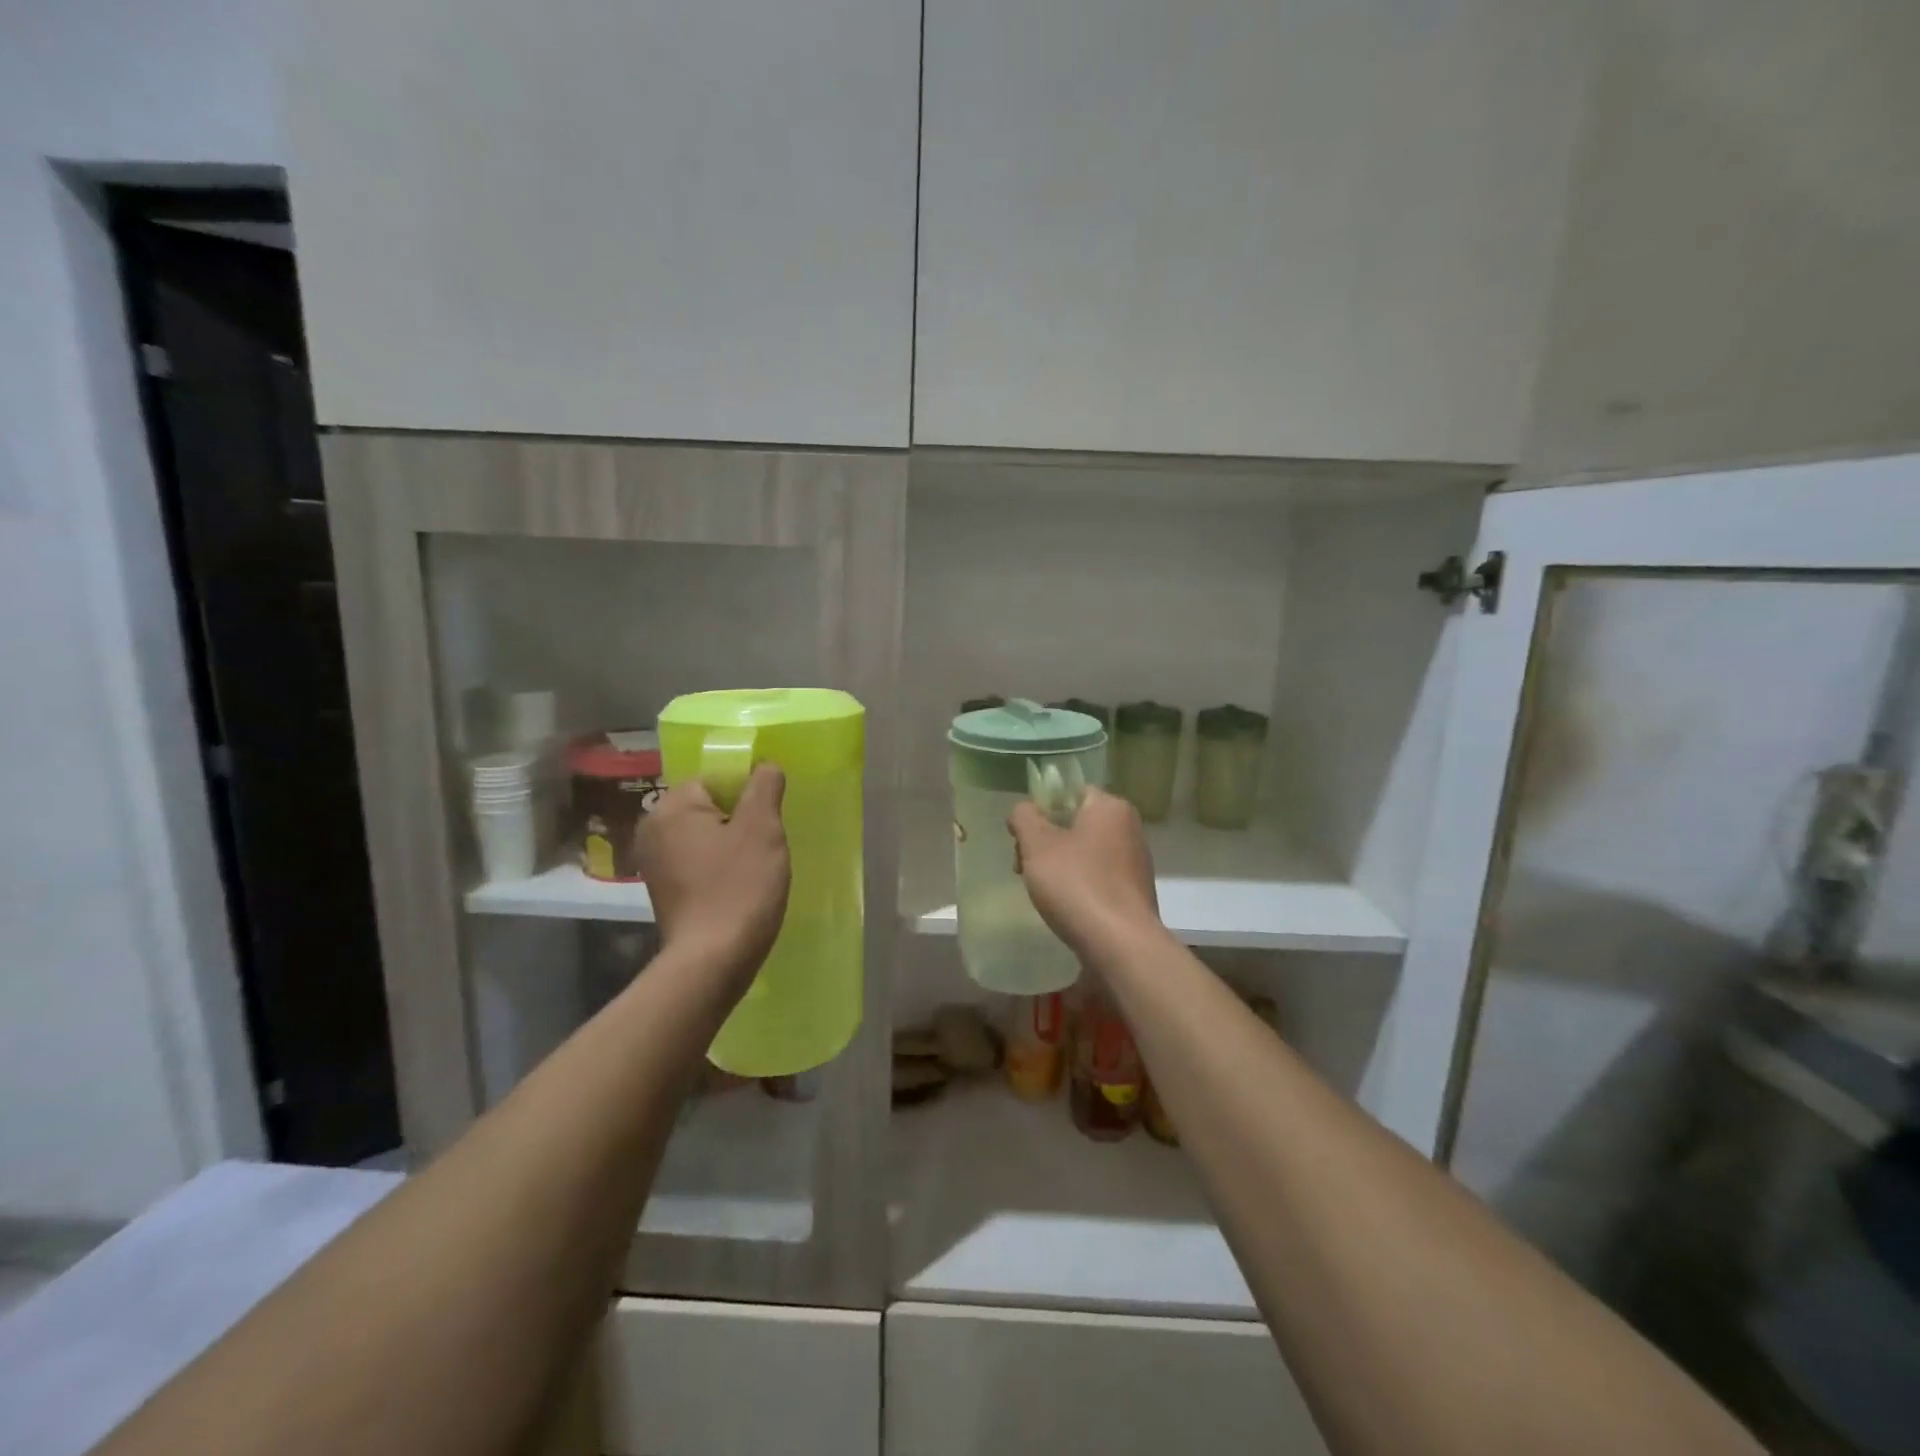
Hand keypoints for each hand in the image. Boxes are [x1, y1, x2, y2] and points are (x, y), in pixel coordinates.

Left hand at [636, 765, 790, 985]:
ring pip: (706, 835)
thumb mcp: (762, 828)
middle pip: (709, 806)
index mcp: (671, 807)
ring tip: (756, 866)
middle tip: (766, 843)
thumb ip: (764, 786)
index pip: (715, 778)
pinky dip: (719, 867)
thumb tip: (765, 765)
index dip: (747, 793)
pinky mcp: (664, 891)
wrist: (713, 961)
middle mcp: (653, 830)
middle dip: (740, 819)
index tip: (768, 818)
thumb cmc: (739, 887)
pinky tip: (739, 886)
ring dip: (732, 844)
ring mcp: (655, 863)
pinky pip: (698, 862)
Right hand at [1009, 787, 1160, 960]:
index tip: (1022, 837)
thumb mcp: (1037, 844)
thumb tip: (1023, 810)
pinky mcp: (1135, 891)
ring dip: (1059, 865)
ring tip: (1041, 891)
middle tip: (1022, 867)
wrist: (1120, 944)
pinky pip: (1099, 876)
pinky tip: (1065, 906)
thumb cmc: (1076, 884)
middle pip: (1076, 823)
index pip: (1070, 793)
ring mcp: (1135, 861)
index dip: (1040, 810)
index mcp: (1111, 806)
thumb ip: (1024, 817)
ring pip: (1086, 851)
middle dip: (1045, 842)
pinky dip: (1079, 884)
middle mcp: (1130, 827)